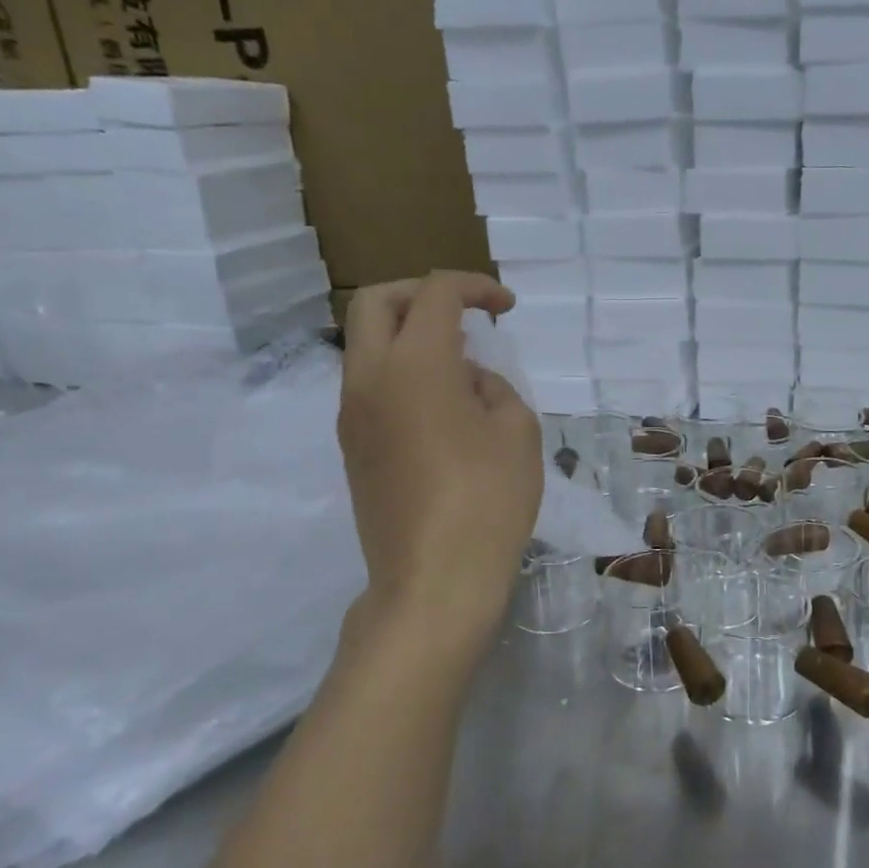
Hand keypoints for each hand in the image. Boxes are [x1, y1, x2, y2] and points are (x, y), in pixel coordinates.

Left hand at [337, 273, 541, 649]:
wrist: (433, 580)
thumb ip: (495, 388)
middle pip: (376, 302)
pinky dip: (401, 370)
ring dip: (408, 334)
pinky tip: (442, 406)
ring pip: (365, 343)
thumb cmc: (488, 499)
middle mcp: (370, 377)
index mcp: (415, 364)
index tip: (506, 307)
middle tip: (465, 314)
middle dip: (421, 293)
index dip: (475, 287)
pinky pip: (369, 384)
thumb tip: (469, 383)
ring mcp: (352, 414)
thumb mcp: (517, 431)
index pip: (435, 294)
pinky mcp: (351, 446)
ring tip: (461, 364)